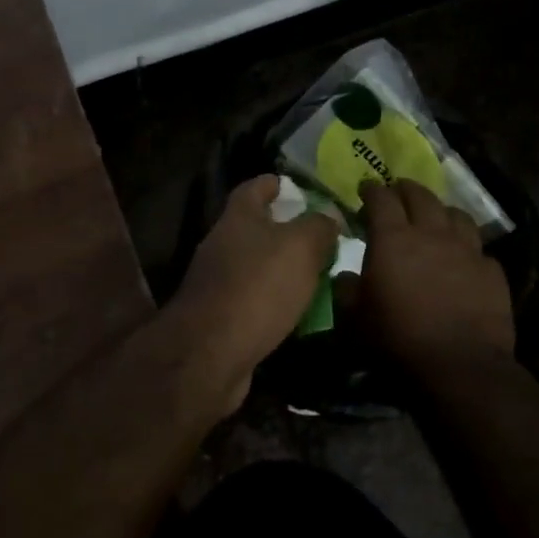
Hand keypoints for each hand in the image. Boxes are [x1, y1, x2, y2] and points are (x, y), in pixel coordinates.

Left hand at [168, 176, 340, 404]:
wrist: (211, 353)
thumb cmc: (258, 287)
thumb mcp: (301, 247)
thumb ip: (318, 226)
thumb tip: (328, 216)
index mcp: (238, 218)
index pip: (256, 187)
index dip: (278, 184)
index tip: (303, 189)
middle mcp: (222, 244)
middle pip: (257, 227)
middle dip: (289, 230)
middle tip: (325, 238)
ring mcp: (218, 281)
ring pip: (258, 265)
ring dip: (285, 269)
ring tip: (321, 275)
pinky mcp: (221, 316)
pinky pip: (256, 299)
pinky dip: (277, 301)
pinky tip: (301, 312)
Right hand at [353, 179, 514, 369]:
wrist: (459, 366)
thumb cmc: (397, 340)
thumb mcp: (354, 319)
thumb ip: (346, 291)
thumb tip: (346, 276)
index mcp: (393, 239)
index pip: (381, 199)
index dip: (371, 190)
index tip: (365, 188)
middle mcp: (432, 234)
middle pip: (421, 196)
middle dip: (405, 189)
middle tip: (397, 192)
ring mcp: (467, 250)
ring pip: (456, 214)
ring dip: (440, 210)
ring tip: (435, 217)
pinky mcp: (492, 271)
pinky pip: (478, 248)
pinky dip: (466, 246)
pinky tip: (463, 258)